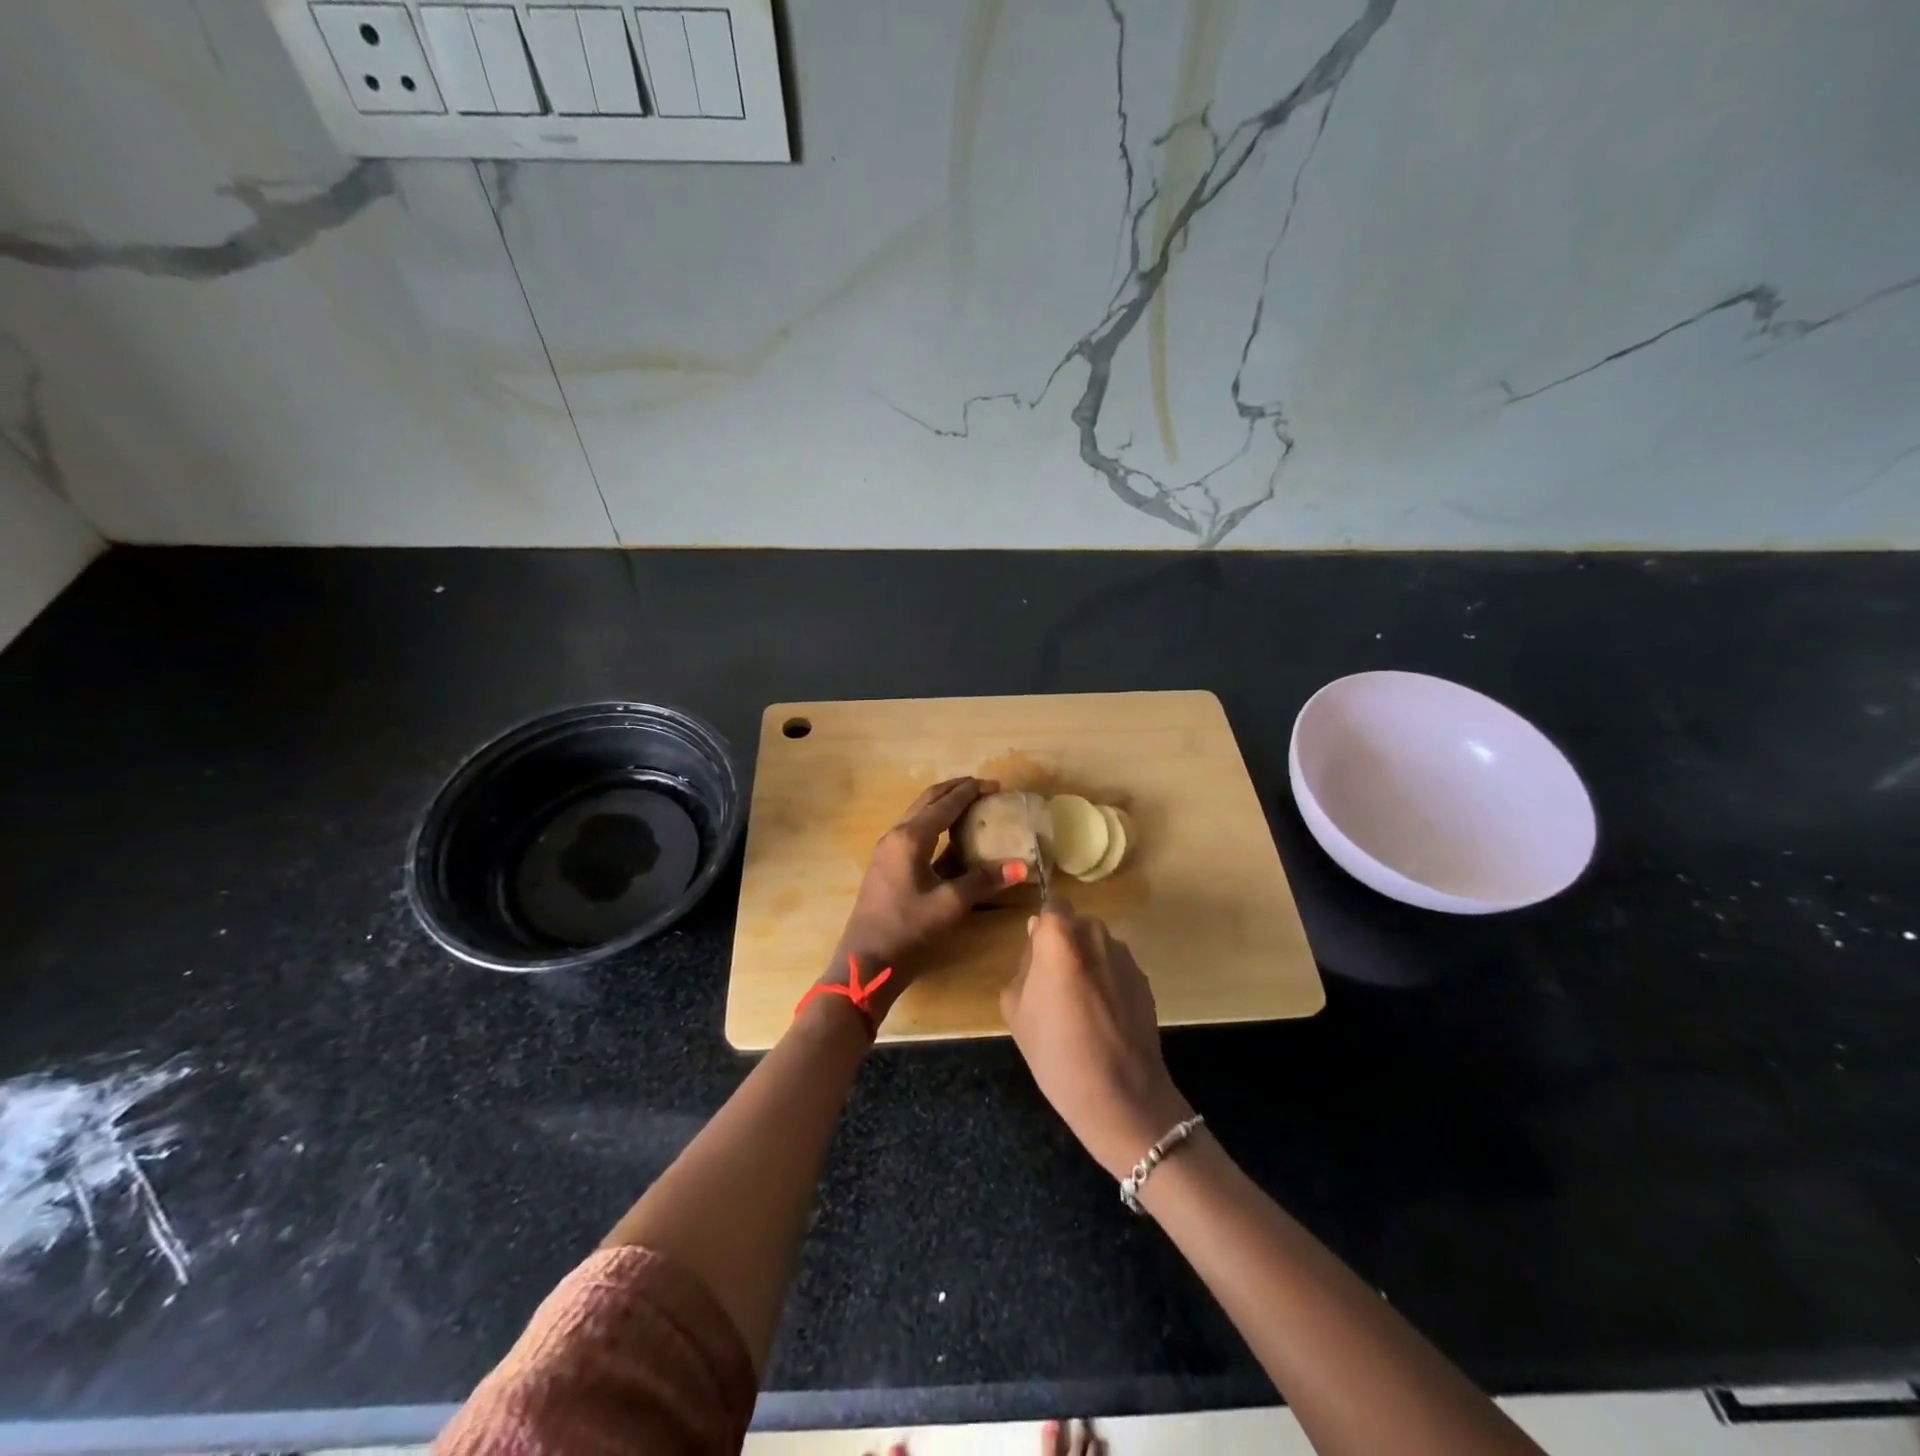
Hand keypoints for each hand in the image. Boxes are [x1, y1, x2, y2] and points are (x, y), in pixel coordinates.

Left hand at [830, 778, 1026, 1001]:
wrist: (866, 961)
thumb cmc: (907, 929)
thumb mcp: (950, 904)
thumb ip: (984, 880)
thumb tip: (1021, 866)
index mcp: (910, 838)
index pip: (945, 803)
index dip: (971, 791)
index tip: (996, 785)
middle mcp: (896, 835)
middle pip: (928, 800)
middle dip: (955, 790)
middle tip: (984, 788)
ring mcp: (888, 850)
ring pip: (919, 814)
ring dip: (943, 805)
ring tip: (971, 805)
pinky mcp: (887, 865)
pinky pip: (914, 831)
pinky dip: (935, 823)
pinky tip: (951, 835)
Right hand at [1000, 903, 1191, 1178]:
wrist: (1121, 1095)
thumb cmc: (1056, 1051)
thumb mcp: (1016, 1008)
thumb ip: (1024, 965)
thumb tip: (1036, 943)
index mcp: (1059, 936)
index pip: (1051, 905)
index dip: (1043, 927)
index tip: (1037, 953)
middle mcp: (1095, 934)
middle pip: (1075, 925)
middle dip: (1064, 944)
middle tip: (1053, 984)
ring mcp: (1125, 956)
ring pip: (1097, 946)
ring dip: (1088, 962)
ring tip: (1081, 1006)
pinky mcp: (1144, 979)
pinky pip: (1116, 968)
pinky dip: (1108, 982)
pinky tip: (1103, 1019)